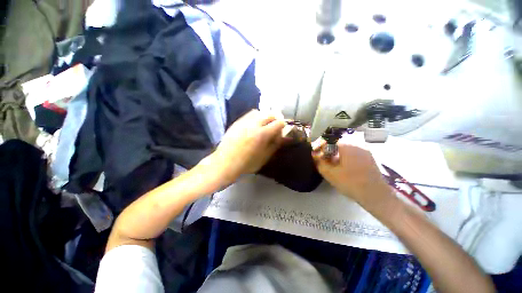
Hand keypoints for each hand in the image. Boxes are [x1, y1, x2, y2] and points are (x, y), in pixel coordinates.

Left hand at [211, 110, 285, 185]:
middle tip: (274, 127)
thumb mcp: (265, 157)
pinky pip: (250, 114)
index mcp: (262, 134)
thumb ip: (275, 145)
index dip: (283, 126)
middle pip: (270, 114)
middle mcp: (254, 124)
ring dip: (265, 116)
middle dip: (275, 119)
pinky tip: (254, 125)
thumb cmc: (247, 164)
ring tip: (264, 125)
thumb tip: (284, 137)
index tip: (281, 132)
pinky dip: (256, 117)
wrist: (225, 163)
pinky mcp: (237, 122)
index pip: (279, 123)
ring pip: (260, 112)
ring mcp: (244, 121)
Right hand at [312, 134, 392, 207]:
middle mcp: (356, 142)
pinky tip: (339, 163)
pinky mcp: (367, 155)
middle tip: (320, 156)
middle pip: (336, 141)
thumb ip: (320, 162)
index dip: (318, 145)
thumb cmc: (351, 183)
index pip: (328, 139)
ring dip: (334, 151)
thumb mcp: (330, 173)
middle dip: (326, 148)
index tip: (313, 152)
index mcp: (347, 144)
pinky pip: (351, 150)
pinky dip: (342, 154)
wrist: (376, 195)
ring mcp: (364, 148)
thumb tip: (314, 155)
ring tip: (328, 160)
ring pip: (343, 145)